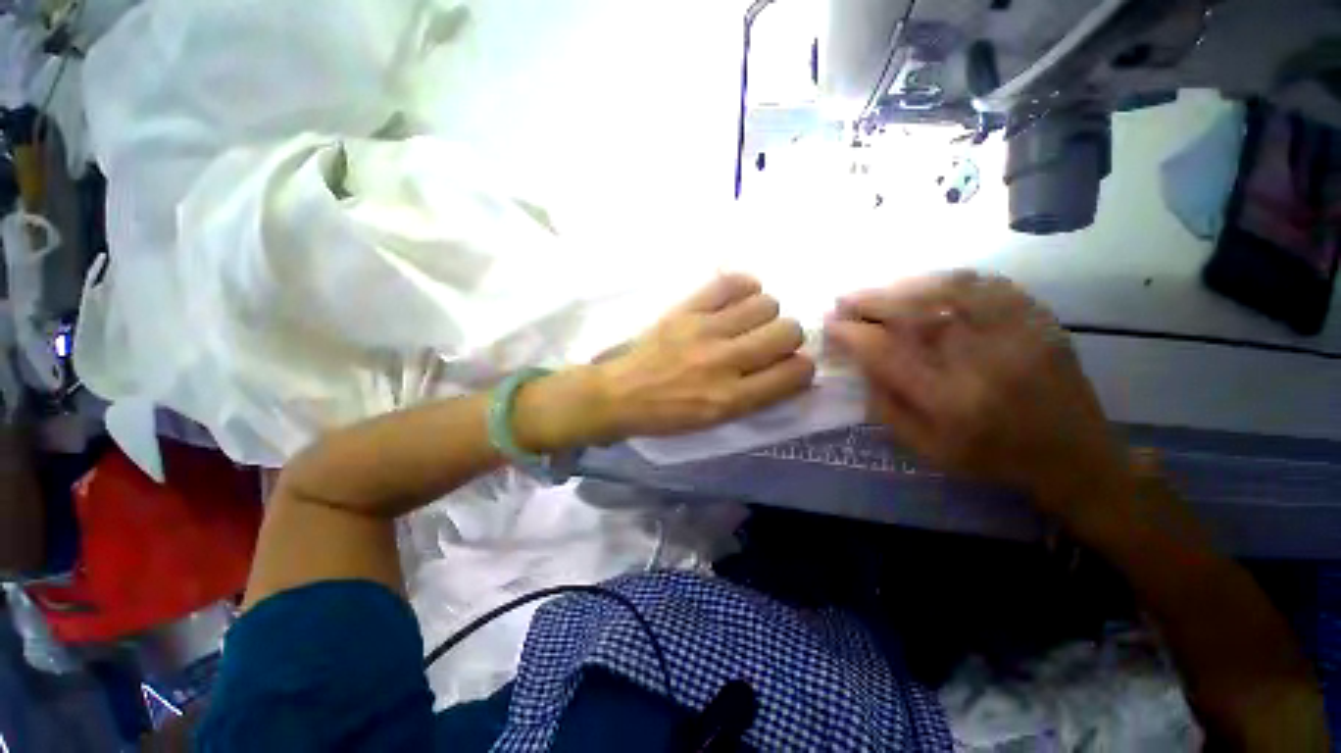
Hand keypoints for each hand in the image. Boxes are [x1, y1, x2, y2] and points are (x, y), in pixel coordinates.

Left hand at [591, 274, 815, 439]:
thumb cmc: (668, 415)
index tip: (790, 366)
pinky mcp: (686, 308)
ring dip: (765, 314)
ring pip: (766, 304)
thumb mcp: (716, 420)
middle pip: (788, 331)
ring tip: (748, 322)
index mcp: (732, 398)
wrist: (620, 394)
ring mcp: (704, 330)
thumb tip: (790, 368)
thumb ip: (757, 397)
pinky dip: (743, 288)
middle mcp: (724, 362)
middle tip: (768, 343)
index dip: (802, 368)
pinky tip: (737, 300)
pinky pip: (731, 282)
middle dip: (788, 337)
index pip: (795, 372)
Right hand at [825, 271, 1128, 520]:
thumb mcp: (926, 448)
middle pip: (915, 314)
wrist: (1073, 454)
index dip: (851, 334)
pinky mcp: (1039, 318)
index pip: (886, 354)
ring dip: (903, 286)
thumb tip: (859, 363)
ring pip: (948, 290)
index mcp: (950, 402)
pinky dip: (947, 279)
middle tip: (844, 299)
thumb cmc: (991, 458)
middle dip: (869, 301)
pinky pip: (986, 283)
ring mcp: (1017, 333)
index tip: (830, 325)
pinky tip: (926, 285)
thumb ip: (886, 406)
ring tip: (879, 292)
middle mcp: (983, 361)